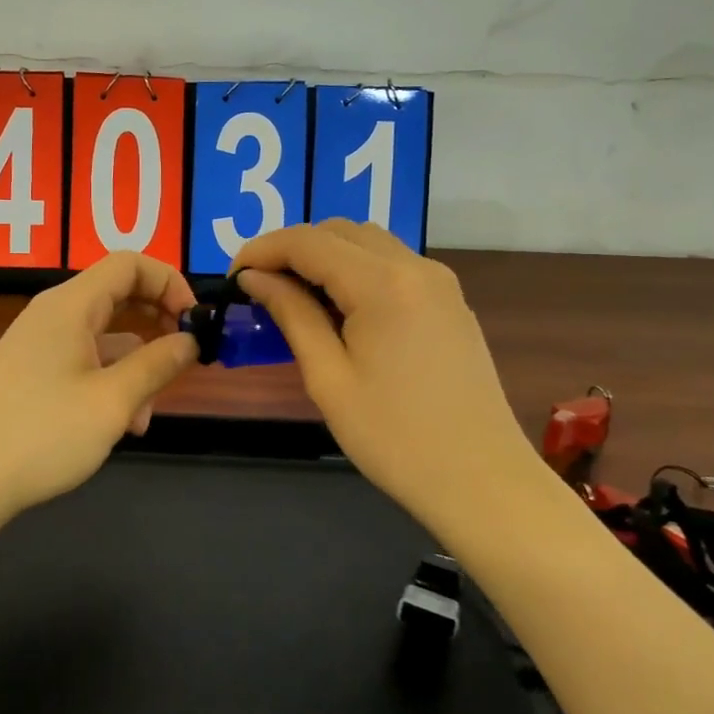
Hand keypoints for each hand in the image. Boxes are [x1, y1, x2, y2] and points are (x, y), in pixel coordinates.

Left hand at [0, 252, 199, 521]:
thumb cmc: (42, 433)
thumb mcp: (113, 401)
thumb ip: (158, 364)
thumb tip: (191, 339)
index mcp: (70, 305)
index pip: (130, 264)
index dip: (170, 283)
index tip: (195, 322)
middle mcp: (53, 315)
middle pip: (118, 296)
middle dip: (157, 325)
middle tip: (183, 360)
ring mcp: (39, 345)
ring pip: (104, 337)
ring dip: (135, 366)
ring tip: (145, 417)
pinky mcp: (30, 375)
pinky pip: (83, 362)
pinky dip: (108, 383)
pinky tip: (118, 426)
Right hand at [232, 220, 526, 516]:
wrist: (482, 481)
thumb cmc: (395, 438)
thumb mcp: (328, 378)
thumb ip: (291, 315)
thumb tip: (254, 278)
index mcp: (383, 284)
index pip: (308, 241)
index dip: (262, 250)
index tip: (232, 277)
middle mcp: (416, 267)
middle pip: (340, 231)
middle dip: (292, 249)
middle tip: (259, 287)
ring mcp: (440, 282)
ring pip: (369, 242)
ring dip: (326, 255)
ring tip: (295, 296)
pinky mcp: (450, 301)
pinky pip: (394, 264)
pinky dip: (357, 269)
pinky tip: (340, 308)